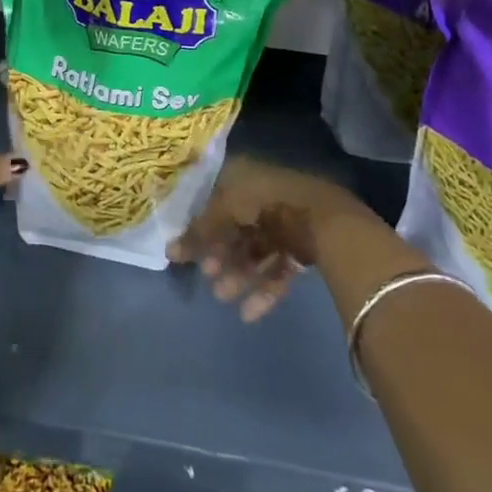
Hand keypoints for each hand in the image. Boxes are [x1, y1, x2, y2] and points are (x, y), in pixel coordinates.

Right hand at [168, 155, 379, 321]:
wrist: (323, 219)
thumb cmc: (266, 203)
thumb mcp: (225, 210)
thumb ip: (199, 232)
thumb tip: (169, 252)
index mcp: (244, 178)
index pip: (215, 200)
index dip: (200, 225)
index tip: (186, 249)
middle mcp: (263, 198)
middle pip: (235, 229)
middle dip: (220, 254)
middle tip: (208, 275)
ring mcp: (284, 223)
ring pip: (255, 252)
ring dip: (238, 274)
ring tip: (223, 296)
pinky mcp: (302, 248)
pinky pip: (277, 269)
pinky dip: (263, 289)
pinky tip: (249, 313)